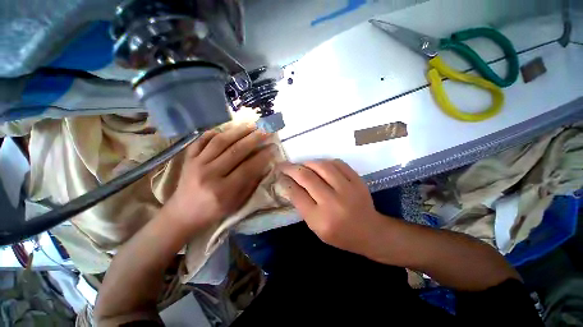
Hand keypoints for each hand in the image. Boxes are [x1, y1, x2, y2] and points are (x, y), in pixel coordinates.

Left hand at [164, 125, 275, 232]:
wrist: (182, 213)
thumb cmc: (214, 211)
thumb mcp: (236, 202)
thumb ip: (250, 183)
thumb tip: (263, 164)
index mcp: (223, 190)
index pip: (248, 168)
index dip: (263, 156)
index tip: (273, 147)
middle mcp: (209, 174)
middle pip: (236, 151)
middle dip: (254, 138)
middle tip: (266, 130)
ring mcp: (196, 163)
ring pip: (220, 141)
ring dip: (239, 131)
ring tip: (252, 124)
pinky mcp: (188, 158)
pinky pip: (202, 139)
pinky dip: (216, 132)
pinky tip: (228, 128)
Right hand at [279, 159, 385, 256]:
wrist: (370, 232)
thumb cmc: (339, 234)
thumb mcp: (315, 227)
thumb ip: (302, 206)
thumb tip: (289, 184)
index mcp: (320, 219)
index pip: (296, 194)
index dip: (285, 182)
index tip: (280, 176)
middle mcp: (333, 203)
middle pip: (307, 177)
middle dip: (291, 168)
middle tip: (284, 165)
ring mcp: (348, 189)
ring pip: (322, 166)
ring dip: (308, 163)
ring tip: (302, 165)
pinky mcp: (358, 181)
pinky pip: (338, 163)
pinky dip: (325, 162)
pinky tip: (320, 165)